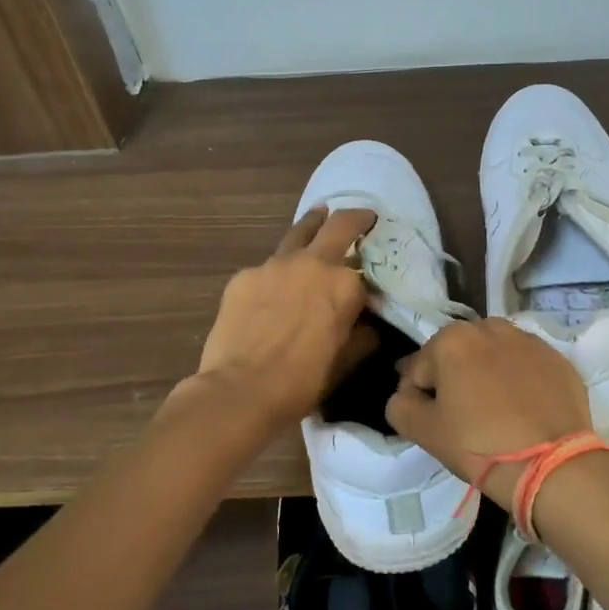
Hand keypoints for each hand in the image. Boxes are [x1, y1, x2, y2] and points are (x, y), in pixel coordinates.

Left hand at [195, 207, 378, 430]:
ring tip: (317, 222)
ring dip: (312, 227)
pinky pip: (266, 268)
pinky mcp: (244, 276)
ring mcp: (274, 265)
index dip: (367, 281)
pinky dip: (276, 274)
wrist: (240, 391)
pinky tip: (270, 293)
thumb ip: (360, 335)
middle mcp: (313, 264)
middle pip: (338, 224)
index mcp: (344, 285)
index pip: (364, 273)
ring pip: (298, 233)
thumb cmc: (301, 382)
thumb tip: (367, 325)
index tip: (368, 287)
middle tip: (361, 218)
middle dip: (354, 218)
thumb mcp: (344, 361)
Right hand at [386, 319, 604, 516]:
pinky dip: (520, 380)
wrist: (552, 465)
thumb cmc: (479, 445)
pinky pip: (526, 365)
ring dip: (488, 373)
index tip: (430, 421)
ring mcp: (529, 340)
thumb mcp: (424, 432)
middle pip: (458, 353)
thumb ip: (400, 405)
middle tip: (462, 416)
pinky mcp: (558, 358)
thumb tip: (406, 395)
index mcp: (452, 339)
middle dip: (455, 377)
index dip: (418, 396)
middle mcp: (491, 327)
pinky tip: (524, 410)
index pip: (419, 368)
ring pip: (494, 354)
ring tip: (495, 410)